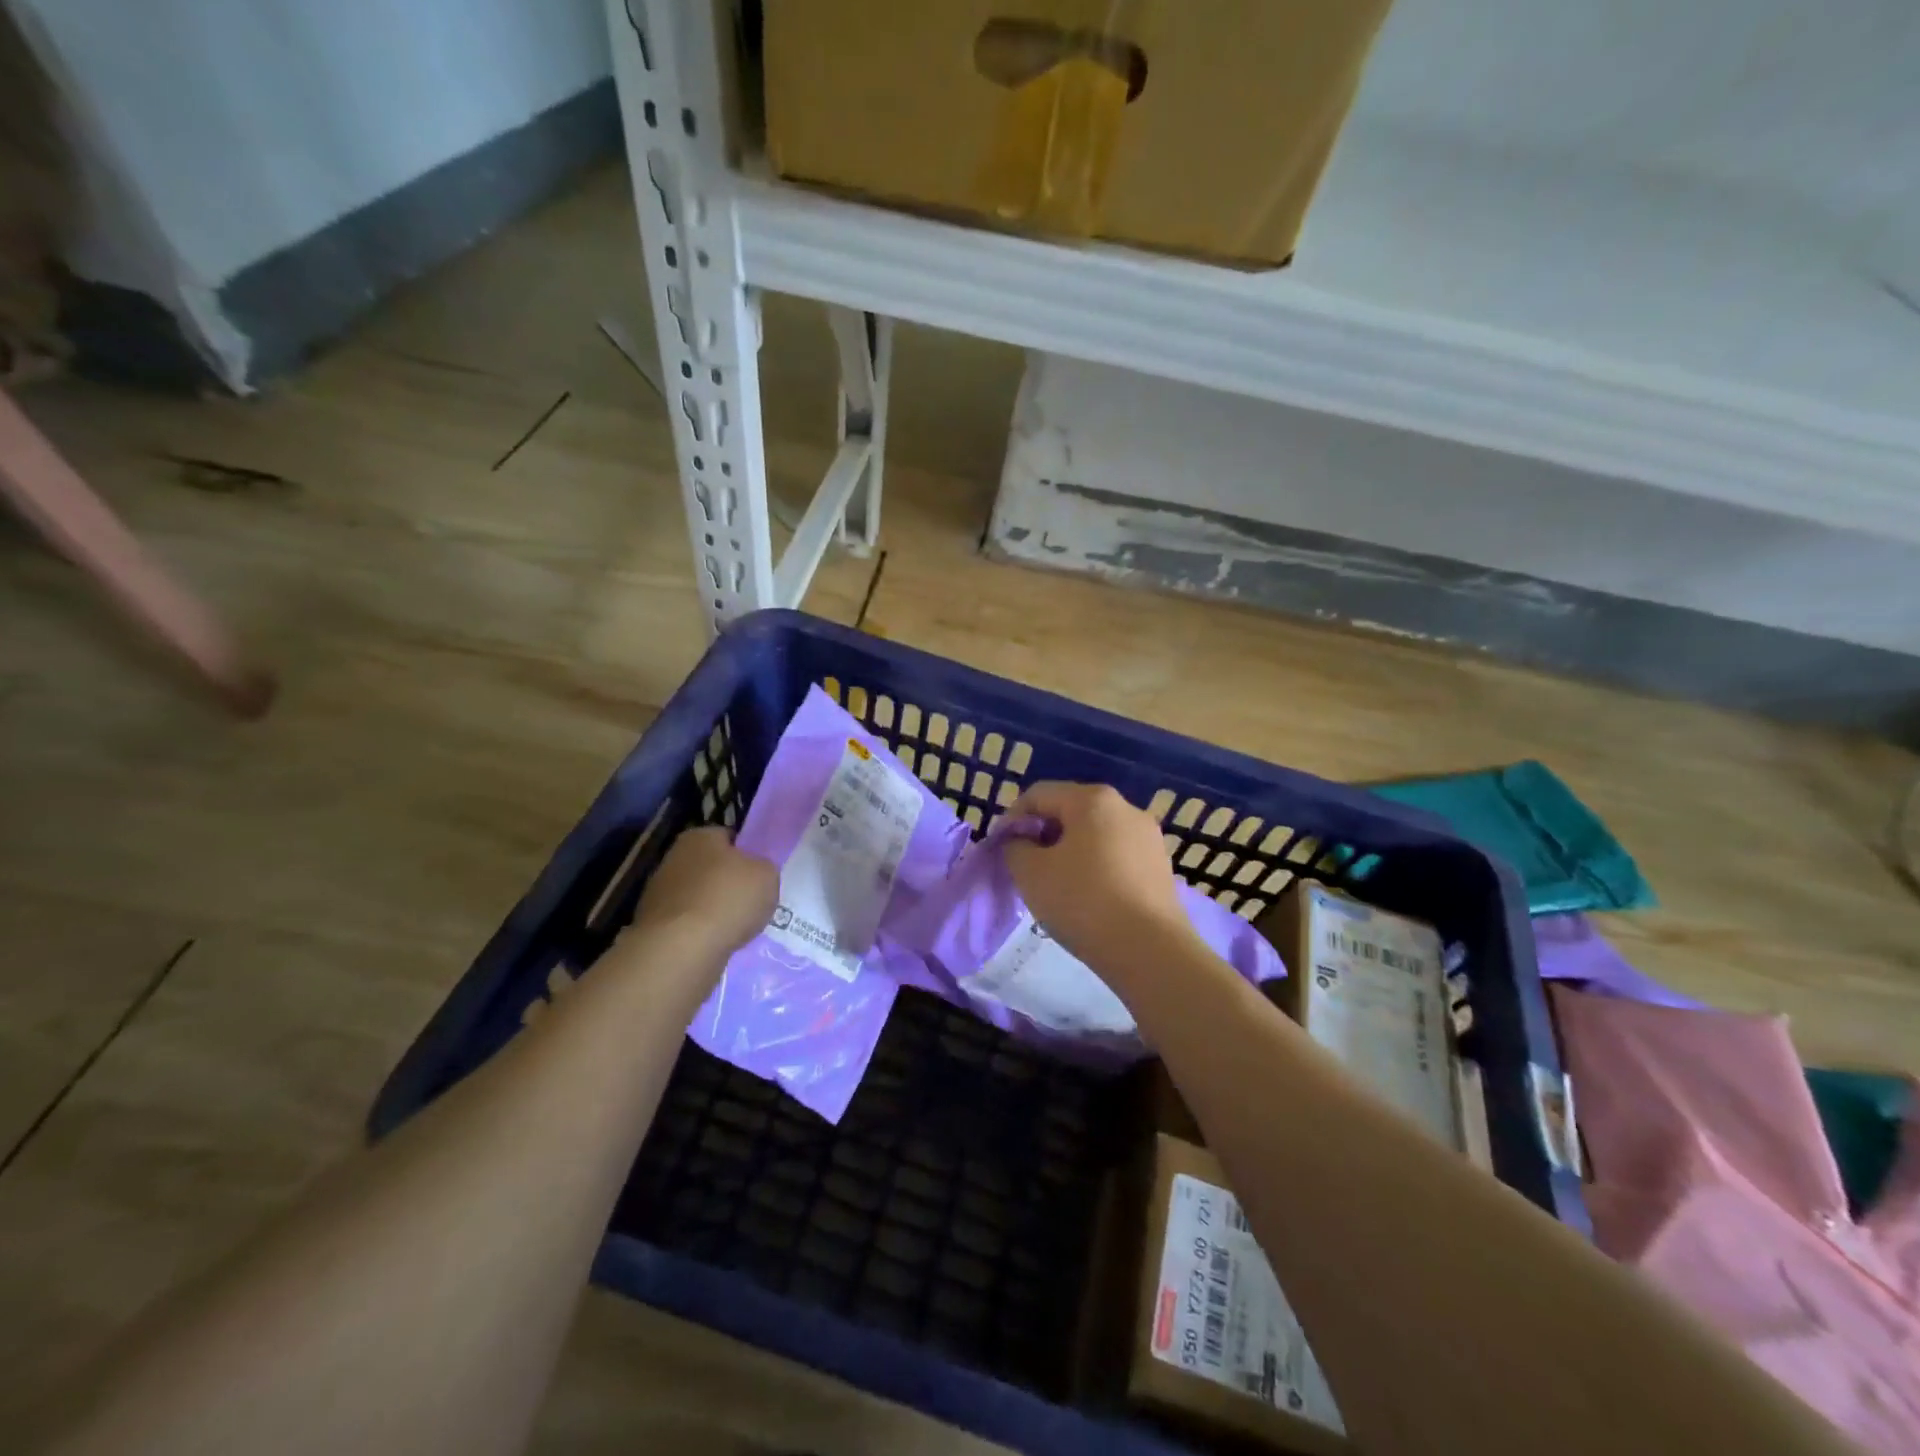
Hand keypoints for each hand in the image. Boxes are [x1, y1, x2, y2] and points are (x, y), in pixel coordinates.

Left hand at [629, 826, 777, 958]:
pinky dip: (701, 931)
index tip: (760, 873)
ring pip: (699, 897)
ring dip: (714, 909)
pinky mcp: (653, 924)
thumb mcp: (767, 875)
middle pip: (711, 867)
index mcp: (700, 836)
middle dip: (728, 882)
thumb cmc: (728, 899)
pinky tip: (716, 942)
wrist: (681, 949)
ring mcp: (659, 892)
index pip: (729, 838)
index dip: (748, 854)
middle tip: (751, 901)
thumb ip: (763, 868)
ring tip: (737, 928)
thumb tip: (755, 872)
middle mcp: (674, 857)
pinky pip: (688, 923)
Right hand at [1003, 783, 1190, 973]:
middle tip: (1026, 868)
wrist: (1150, 950)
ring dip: (1069, 851)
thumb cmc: (1083, 901)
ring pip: (1094, 834)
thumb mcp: (1030, 873)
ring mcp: (1148, 836)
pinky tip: (1088, 897)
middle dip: (1042, 834)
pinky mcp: (1160, 865)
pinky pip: (1116, 855)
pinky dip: (1095, 867)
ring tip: (1056, 885)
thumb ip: (1015, 847)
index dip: (1012, 819)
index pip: (1038, 795)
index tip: (1001, 850)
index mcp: (1092, 799)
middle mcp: (1125, 807)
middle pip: (1069, 810)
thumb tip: (1022, 841)